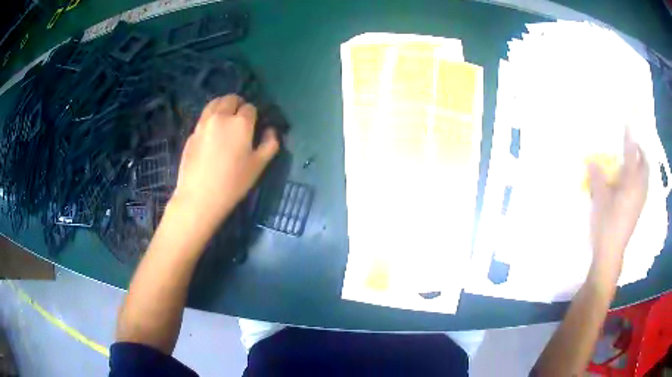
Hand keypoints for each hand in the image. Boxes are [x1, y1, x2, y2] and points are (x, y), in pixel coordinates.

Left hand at [171, 95, 278, 234]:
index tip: (255, 125)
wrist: (199, 197)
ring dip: (223, 106)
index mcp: (240, 122)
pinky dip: (211, 118)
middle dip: (238, 104)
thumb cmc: (233, 183)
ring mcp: (203, 123)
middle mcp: (221, 116)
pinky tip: (212, 133)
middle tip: (241, 119)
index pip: (250, 107)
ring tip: (226, 118)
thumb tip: (271, 131)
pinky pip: (204, 117)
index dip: (254, 115)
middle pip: (230, 99)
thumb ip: (270, 144)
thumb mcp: (259, 166)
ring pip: (214, 103)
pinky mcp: (192, 133)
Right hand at [588, 132, 647, 284]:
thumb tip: (592, 160)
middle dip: (641, 151)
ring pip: (646, 176)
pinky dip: (641, 177)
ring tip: (635, 159)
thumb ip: (597, 177)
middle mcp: (639, 189)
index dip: (630, 138)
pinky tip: (634, 180)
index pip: (632, 154)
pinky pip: (644, 186)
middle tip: (633, 143)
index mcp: (631, 183)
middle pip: (645, 165)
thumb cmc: (606, 224)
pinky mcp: (638, 209)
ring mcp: (640, 201)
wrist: (611, 253)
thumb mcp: (599, 199)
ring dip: (642, 164)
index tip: (628, 123)